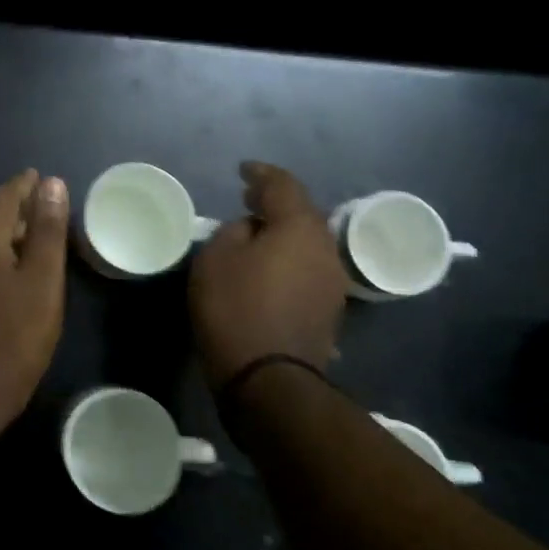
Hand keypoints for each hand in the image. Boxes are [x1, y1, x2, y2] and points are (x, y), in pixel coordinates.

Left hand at [0, 169, 69, 428]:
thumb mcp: (42, 280)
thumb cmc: (15, 335)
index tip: (39, 177)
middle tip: (36, 205)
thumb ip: (46, 230)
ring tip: (25, 234)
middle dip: (10, 205)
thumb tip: (50, 183)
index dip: (23, 185)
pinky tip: (3, 269)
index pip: (2, 198)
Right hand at [189, 161, 348, 384]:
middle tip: (249, 200)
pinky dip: (287, 261)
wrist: (268, 379)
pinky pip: (306, 270)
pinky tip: (268, 270)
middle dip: (276, 204)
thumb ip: (234, 232)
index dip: (262, 174)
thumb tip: (252, 230)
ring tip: (256, 235)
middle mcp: (325, 249)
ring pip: (306, 245)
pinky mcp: (327, 311)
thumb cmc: (236, 308)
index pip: (283, 185)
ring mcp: (332, 283)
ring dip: (283, 235)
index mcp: (300, 228)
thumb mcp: (216, 258)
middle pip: (302, 214)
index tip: (243, 170)